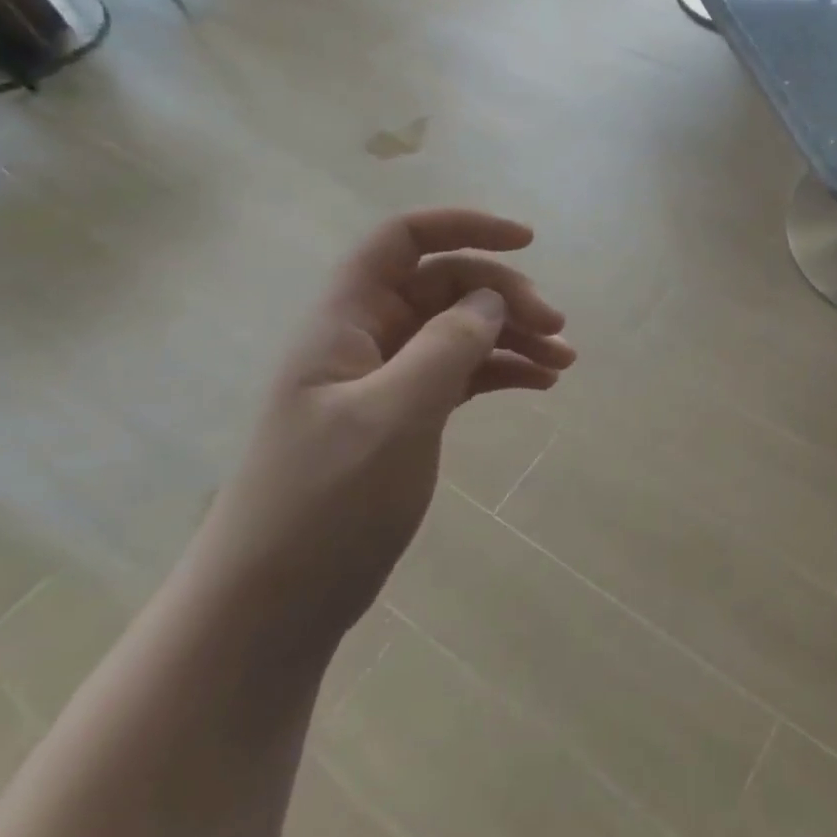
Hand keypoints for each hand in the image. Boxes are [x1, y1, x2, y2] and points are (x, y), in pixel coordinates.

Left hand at [187, 209, 575, 654]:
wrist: (271, 609)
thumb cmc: (323, 503)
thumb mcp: (392, 416)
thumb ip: (446, 346)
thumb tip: (491, 298)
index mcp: (346, 321)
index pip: (403, 239)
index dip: (464, 226)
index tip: (526, 242)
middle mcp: (367, 338)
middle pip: (446, 284)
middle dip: (505, 295)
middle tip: (557, 327)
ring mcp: (387, 379)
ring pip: (461, 329)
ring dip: (514, 334)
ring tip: (564, 360)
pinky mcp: (405, 416)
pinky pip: (463, 372)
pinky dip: (503, 370)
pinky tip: (540, 383)